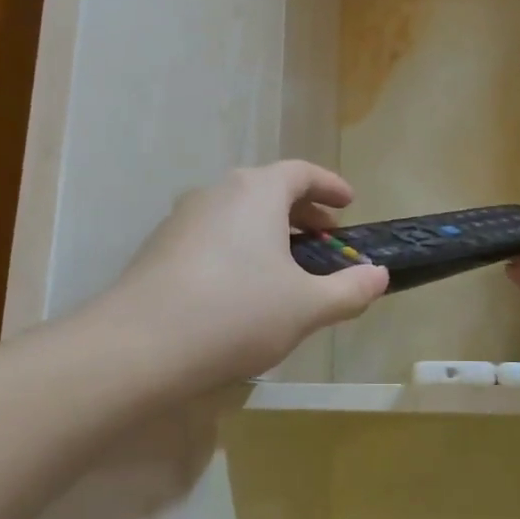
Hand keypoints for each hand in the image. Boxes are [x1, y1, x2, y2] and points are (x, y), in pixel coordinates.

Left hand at [104, 161, 388, 391]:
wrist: (140, 345)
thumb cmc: (237, 313)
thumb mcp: (307, 307)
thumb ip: (349, 289)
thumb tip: (379, 276)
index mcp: (256, 192)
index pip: (301, 173)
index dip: (329, 186)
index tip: (348, 204)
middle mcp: (217, 193)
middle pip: (267, 190)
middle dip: (301, 212)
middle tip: (325, 239)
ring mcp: (182, 219)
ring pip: (237, 214)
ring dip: (268, 232)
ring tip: (286, 267)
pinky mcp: (159, 248)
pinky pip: (212, 236)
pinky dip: (238, 249)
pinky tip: (242, 289)